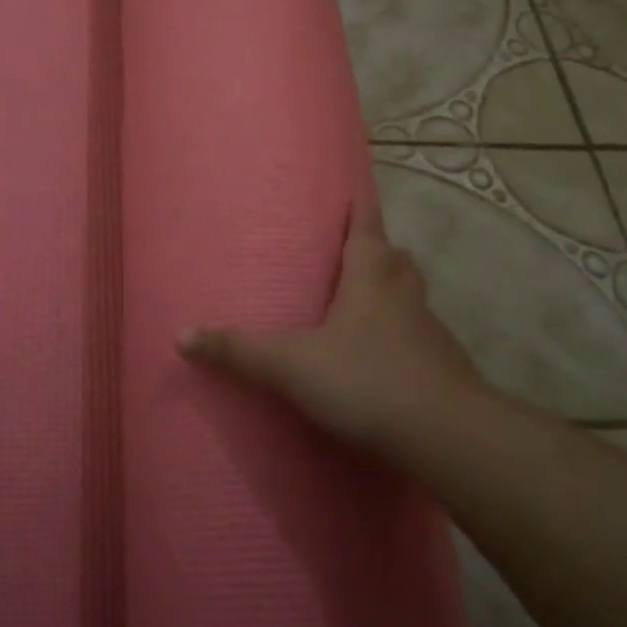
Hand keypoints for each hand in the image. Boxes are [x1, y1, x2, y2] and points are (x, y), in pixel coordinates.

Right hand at [179, 219, 482, 455]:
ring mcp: (431, 330)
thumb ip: (238, 351)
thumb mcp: (291, 365)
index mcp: (370, 276)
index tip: (356, 192)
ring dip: (392, 293)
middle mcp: (404, 293)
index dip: (359, 208)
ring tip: (364, 307)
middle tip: (352, 256)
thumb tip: (181, 336)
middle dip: (377, 251)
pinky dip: (404, 337)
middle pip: (395, 258)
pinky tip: (384, 361)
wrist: (446, 435)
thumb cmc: (366, 379)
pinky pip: (422, 338)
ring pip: (412, 296)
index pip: (366, 227)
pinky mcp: (446, 367)